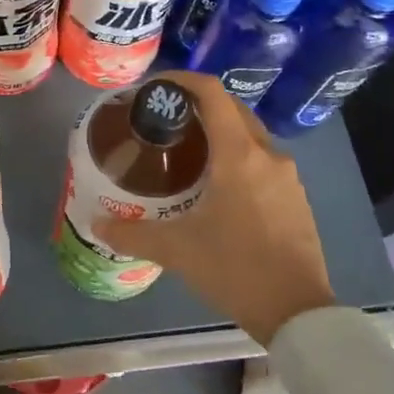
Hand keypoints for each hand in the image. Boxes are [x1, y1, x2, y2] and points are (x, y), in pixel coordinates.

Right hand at [94, 74, 335, 342]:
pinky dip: (238, 157)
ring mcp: (287, 177)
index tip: (156, 88)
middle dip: (199, 105)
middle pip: (233, 109)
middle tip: (165, 119)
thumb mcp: (176, 250)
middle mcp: (267, 155)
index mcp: (239, 155)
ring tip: (187, 151)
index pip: (212, 93)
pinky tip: (218, 186)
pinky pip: (263, 161)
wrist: (297, 313)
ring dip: (221, 132)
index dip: (183, 80)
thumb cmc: (235, 268)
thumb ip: (131, 233)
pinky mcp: (296, 199)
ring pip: (250, 136)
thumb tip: (96, 224)